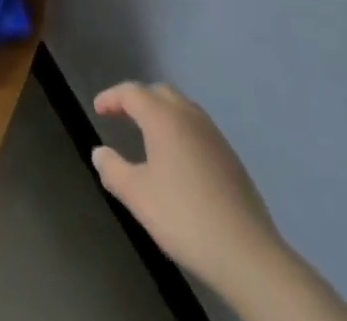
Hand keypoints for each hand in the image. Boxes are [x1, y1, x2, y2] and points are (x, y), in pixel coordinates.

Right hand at [91, 82, 283, 295]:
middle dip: (138, 100)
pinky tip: (179, 160)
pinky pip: (198, 129)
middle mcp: (189, 116)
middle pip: (159, 92)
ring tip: (149, 136)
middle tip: (122, 117)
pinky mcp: (231, 158)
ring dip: (162, 113)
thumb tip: (99, 153)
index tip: (98, 109)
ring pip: (182, 108)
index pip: (131, 92)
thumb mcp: (138, 196)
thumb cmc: (185, 217)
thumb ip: (113, 170)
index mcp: (163, 117)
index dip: (111, 98)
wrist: (248, 255)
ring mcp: (214, 136)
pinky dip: (181, 131)